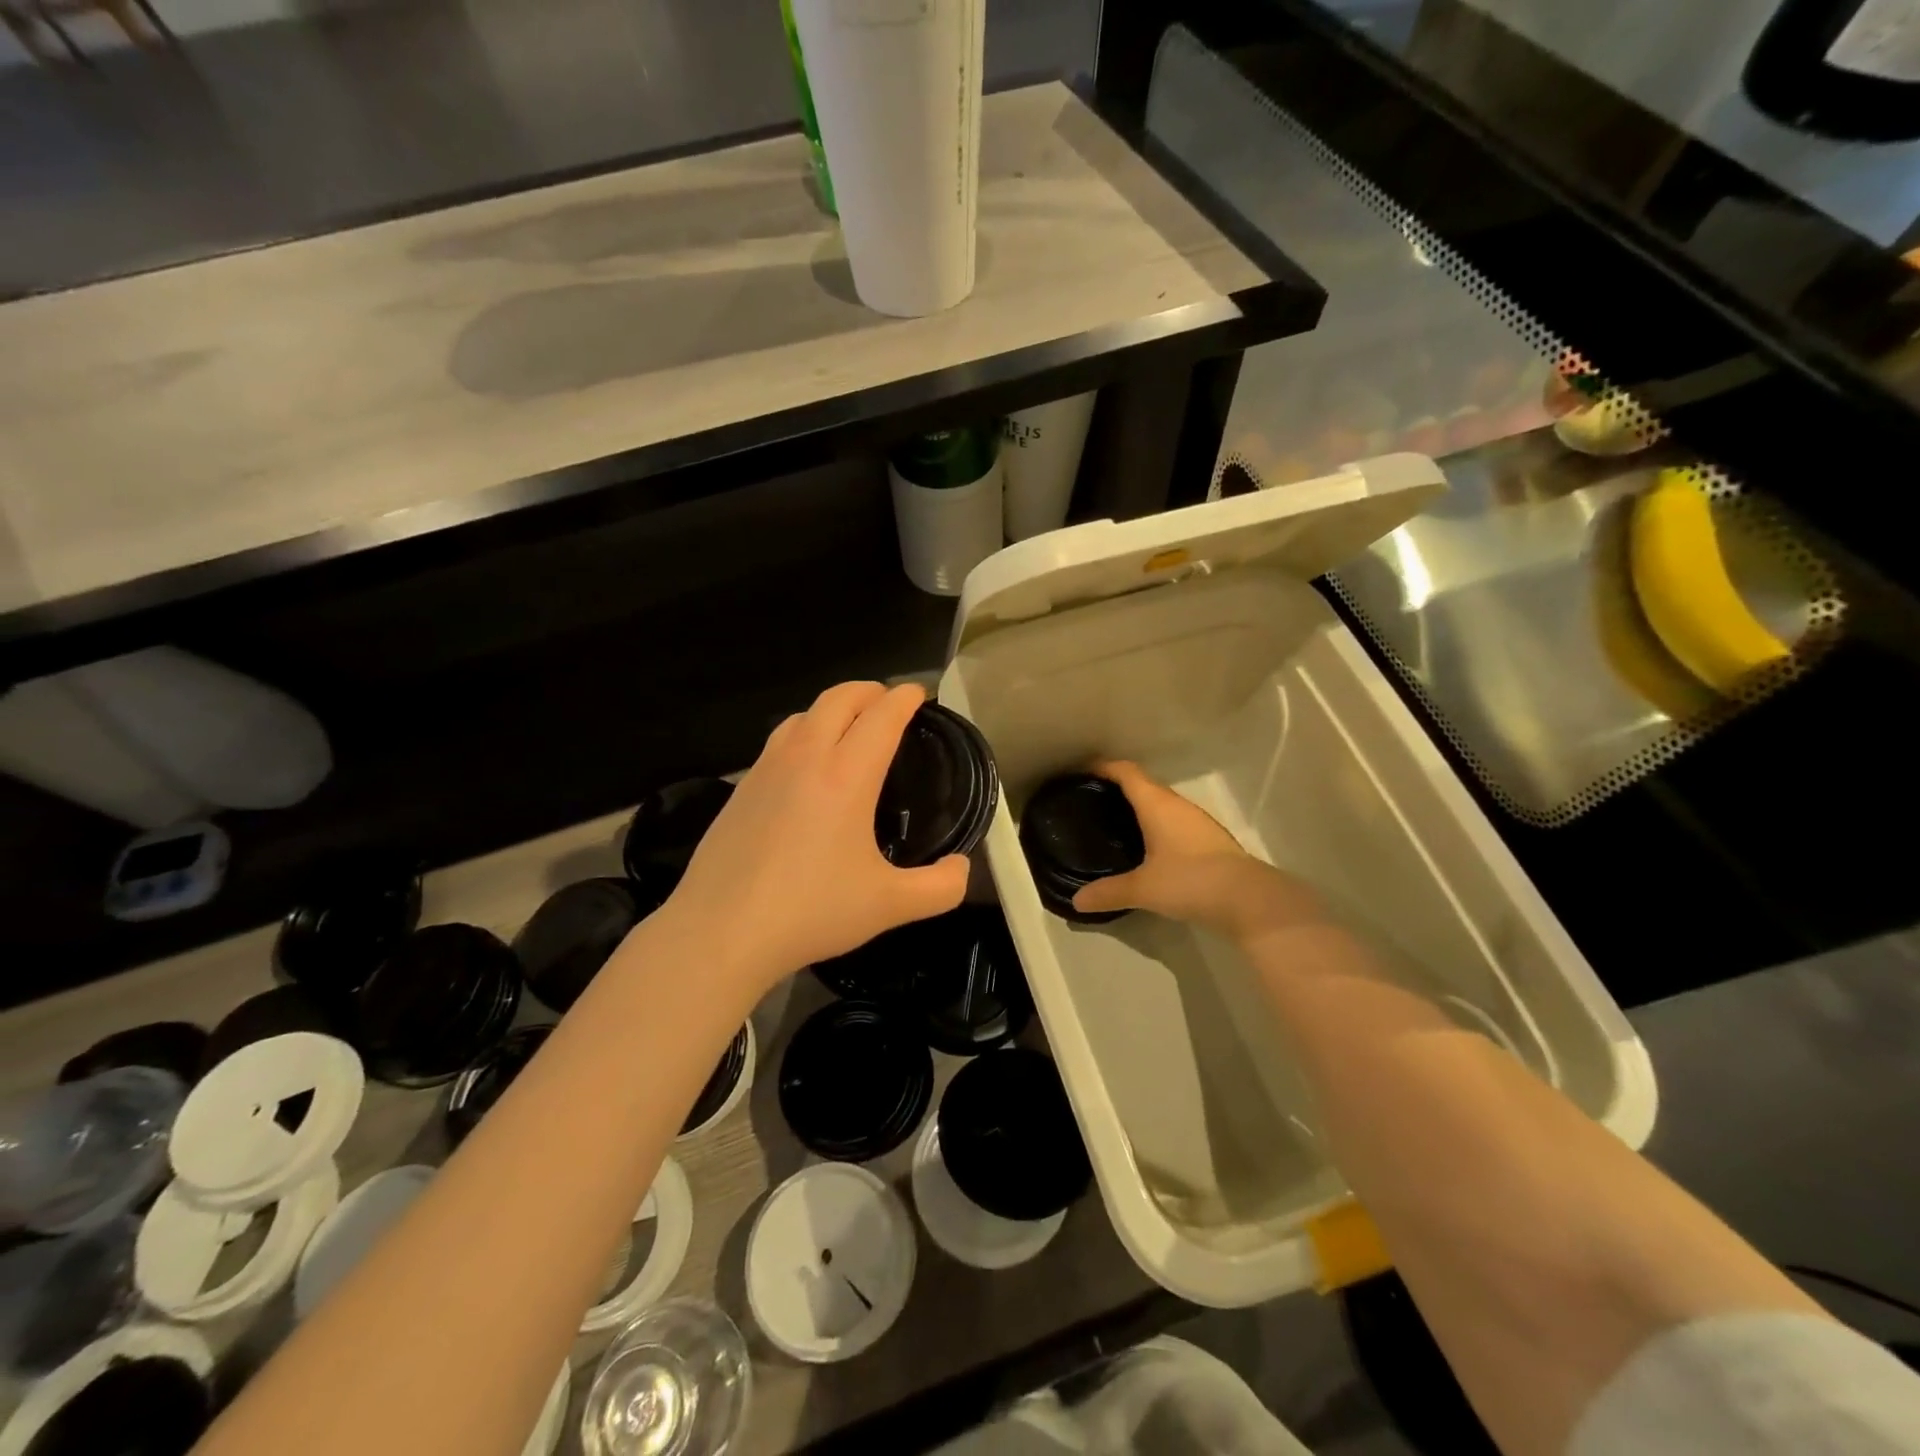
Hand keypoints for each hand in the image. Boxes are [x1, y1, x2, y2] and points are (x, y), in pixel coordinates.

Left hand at [660, 682, 969, 997]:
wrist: (721, 931)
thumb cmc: (811, 911)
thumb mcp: (890, 905)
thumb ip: (941, 887)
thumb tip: (962, 867)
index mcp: (846, 775)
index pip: (882, 715)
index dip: (905, 698)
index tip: (920, 695)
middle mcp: (805, 757)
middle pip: (839, 698)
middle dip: (870, 691)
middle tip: (890, 704)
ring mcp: (766, 769)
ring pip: (803, 714)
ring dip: (833, 708)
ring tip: (849, 728)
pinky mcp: (741, 789)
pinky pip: (778, 742)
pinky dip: (803, 734)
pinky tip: (806, 769)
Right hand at [1071, 761, 1326, 940]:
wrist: (1249, 900)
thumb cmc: (1190, 881)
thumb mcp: (1143, 889)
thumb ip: (1108, 892)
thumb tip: (1077, 901)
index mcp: (1157, 804)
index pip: (1126, 772)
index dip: (1103, 767)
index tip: (1081, 772)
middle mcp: (1177, 805)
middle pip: (1143, 784)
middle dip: (1117, 788)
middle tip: (1091, 801)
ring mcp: (1197, 821)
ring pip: (1161, 803)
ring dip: (1139, 807)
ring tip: (1115, 823)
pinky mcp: (1210, 839)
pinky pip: (1174, 821)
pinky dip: (1155, 824)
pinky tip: (1147, 846)